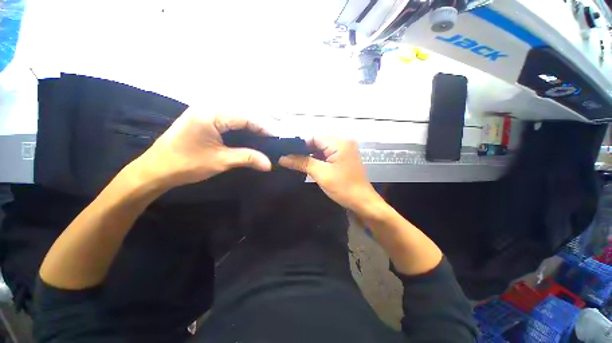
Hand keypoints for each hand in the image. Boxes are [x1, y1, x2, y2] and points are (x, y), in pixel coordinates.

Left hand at [132, 109, 271, 189]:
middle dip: (256, 129)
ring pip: (233, 119)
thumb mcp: (221, 161)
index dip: (262, 128)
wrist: (154, 170)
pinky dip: (237, 131)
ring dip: (248, 129)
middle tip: (269, 141)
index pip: (245, 118)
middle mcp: (207, 108)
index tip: (275, 139)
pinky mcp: (200, 121)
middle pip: (240, 116)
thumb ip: (247, 158)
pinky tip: (245, 139)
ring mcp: (202, 113)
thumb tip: (269, 164)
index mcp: (210, 114)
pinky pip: (225, 122)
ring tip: (261, 141)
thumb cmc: (186, 164)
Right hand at [279, 138, 379, 210]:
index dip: (300, 144)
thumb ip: (301, 163)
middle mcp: (343, 142)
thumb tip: (282, 158)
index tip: (287, 153)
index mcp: (340, 143)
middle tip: (289, 159)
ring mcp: (345, 150)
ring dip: (310, 156)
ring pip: (322, 149)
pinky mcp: (344, 158)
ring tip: (296, 163)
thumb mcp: (321, 174)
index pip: (314, 137)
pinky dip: (318, 160)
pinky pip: (327, 155)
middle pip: (318, 142)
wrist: (362, 202)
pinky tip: (308, 166)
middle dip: (304, 151)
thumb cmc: (343, 187)